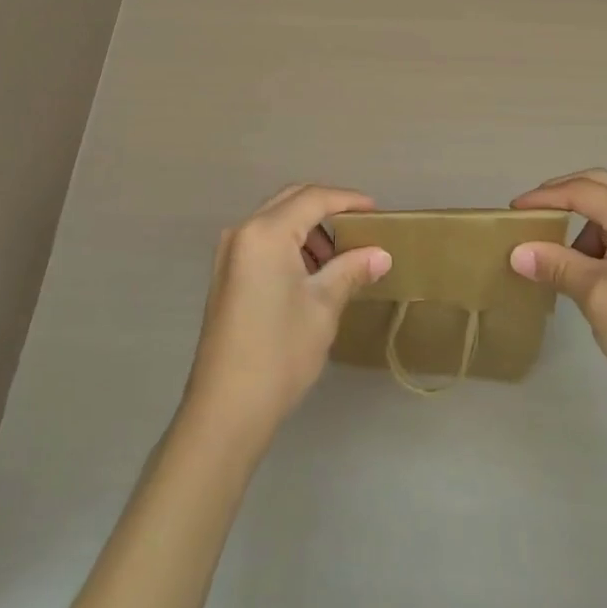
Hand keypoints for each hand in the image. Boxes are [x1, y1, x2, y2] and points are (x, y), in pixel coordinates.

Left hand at [181, 184, 392, 449]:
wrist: (226, 409)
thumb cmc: (280, 352)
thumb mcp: (323, 306)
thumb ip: (351, 270)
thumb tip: (381, 254)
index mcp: (266, 232)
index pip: (313, 198)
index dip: (347, 200)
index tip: (376, 211)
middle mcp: (243, 231)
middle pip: (291, 201)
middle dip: (327, 209)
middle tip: (360, 228)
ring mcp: (229, 253)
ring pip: (275, 220)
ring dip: (308, 229)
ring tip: (338, 258)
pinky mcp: (226, 275)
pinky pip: (263, 241)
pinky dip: (289, 244)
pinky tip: (310, 274)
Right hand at [509, 169, 606, 426]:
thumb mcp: (594, 294)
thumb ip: (555, 264)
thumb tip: (517, 252)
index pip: (580, 190)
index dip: (542, 197)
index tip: (511, 211)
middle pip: (600, 188)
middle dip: (562, 198)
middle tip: (531, 216)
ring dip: (582, 226)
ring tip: (556, 257)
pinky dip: (600, 243)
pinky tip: (586, 273)